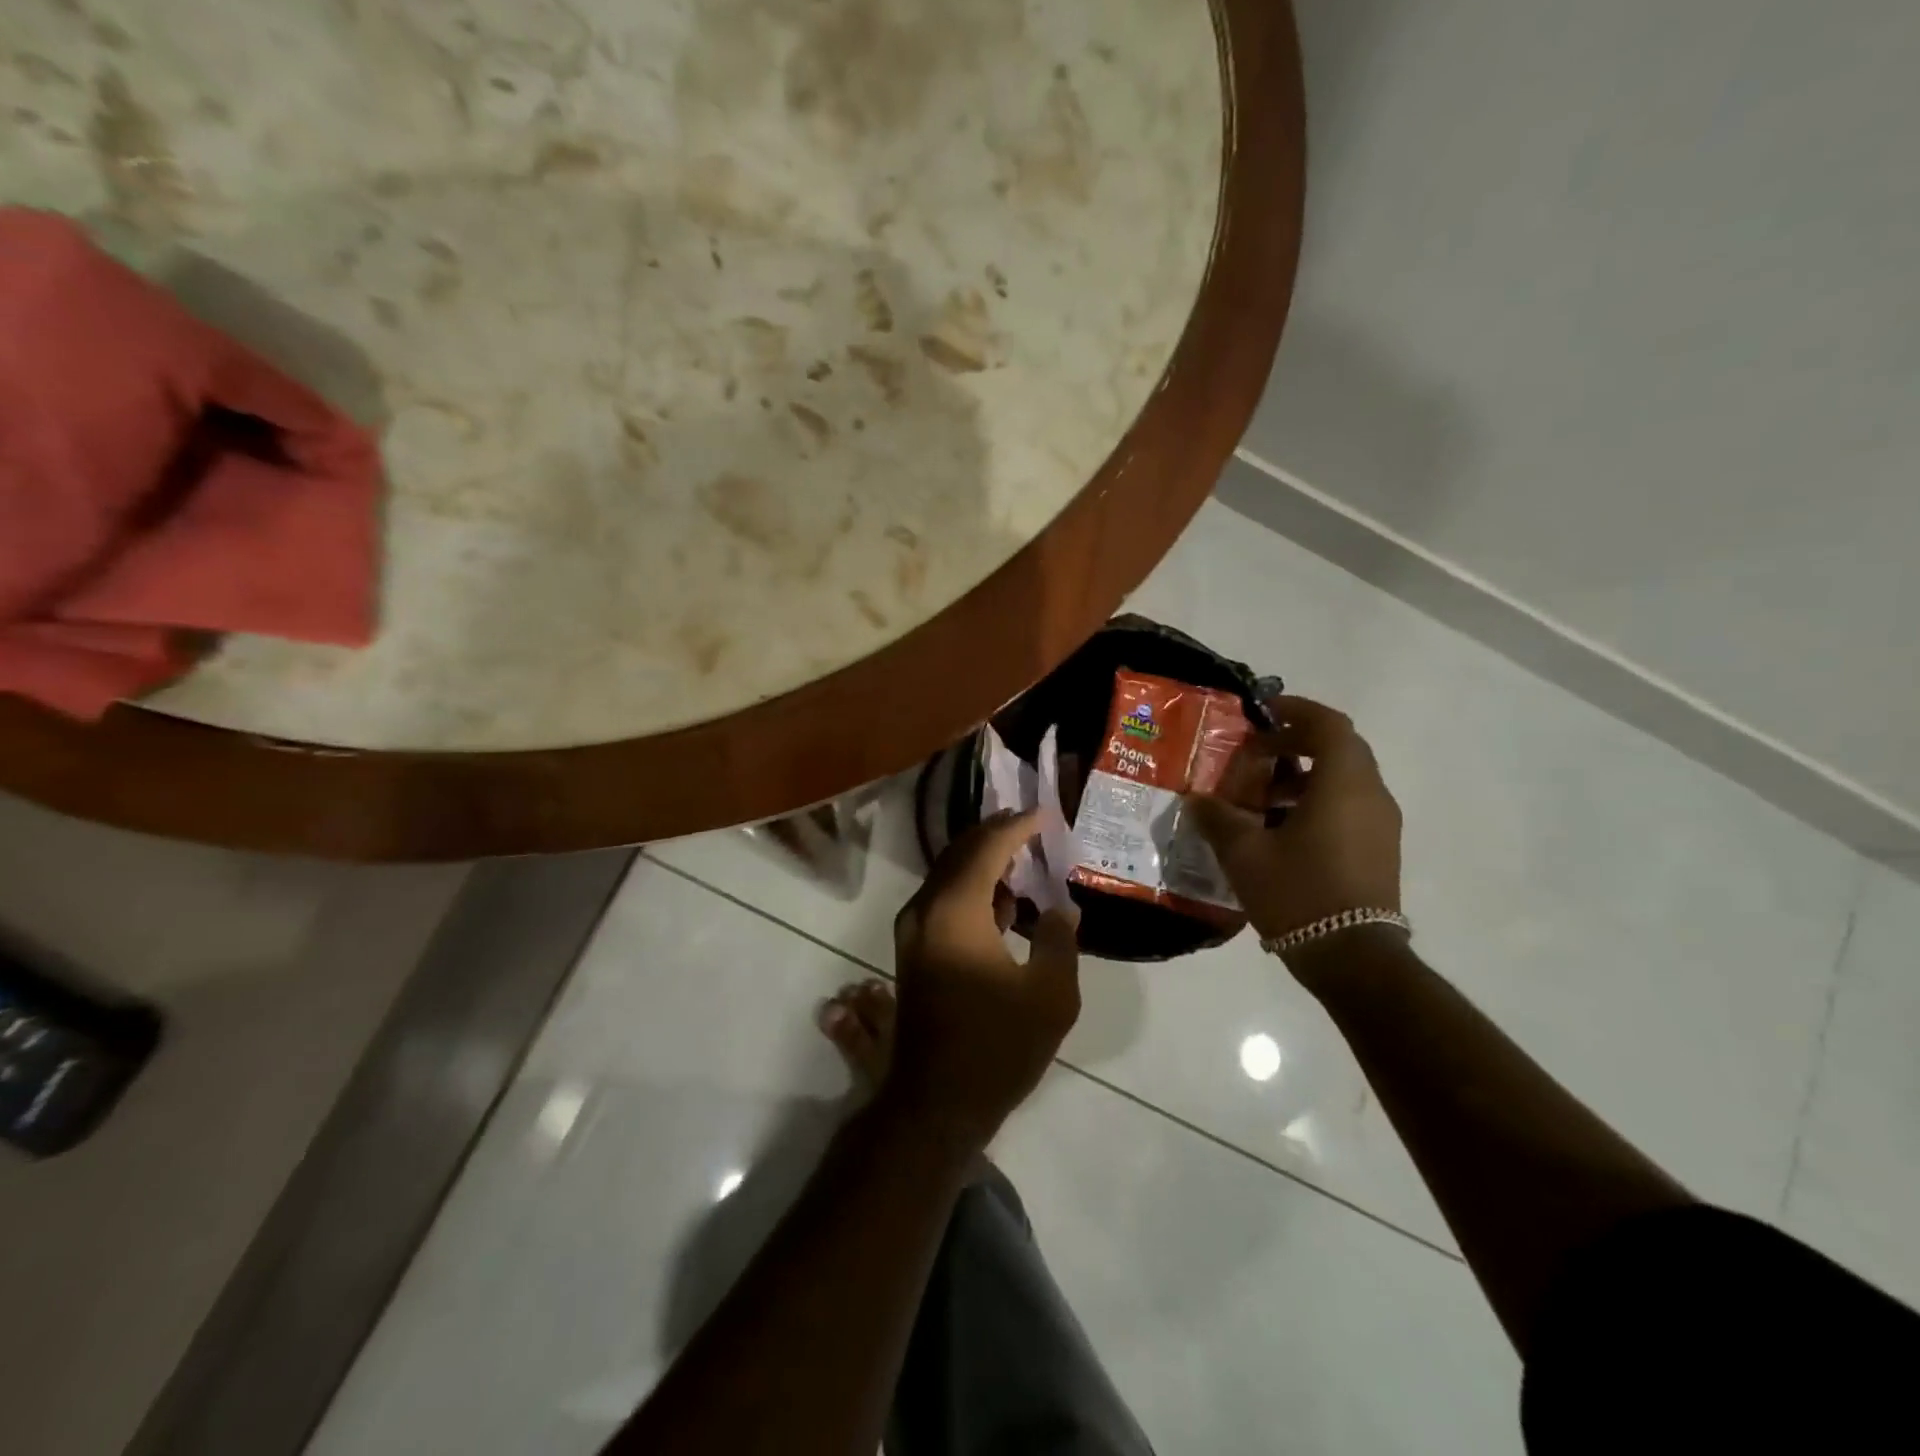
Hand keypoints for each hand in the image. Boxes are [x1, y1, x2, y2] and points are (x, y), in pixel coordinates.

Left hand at [886, 812, 1081, 1149]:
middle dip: (995, 835)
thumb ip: (1060, 941)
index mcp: (955, 911)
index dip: (1016, 827)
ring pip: (948, 875)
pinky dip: (970, 888)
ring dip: (982, 861)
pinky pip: (942, 900)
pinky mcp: (912, 951)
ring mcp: (913, 931)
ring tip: (1022, 857)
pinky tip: (1003, 902)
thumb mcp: (1050, 996)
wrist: (937, 1103)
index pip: (986, 849)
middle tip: (1030, 824)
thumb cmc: (997, 1048)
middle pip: (960, 854)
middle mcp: (925, 910)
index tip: (1044, 814)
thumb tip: (1061, 908)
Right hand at [1189, 695, 1402, 949]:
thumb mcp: (1244, 853)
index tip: (1261, 713)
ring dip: (1303, 775)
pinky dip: (1316, 801)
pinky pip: (1349, 805)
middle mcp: (1371, 795)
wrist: (1353, 958)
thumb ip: (1217, 818)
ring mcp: (1381, 824)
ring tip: (1260, 797)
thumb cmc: (1299, 893)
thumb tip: (1196, 800)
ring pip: (1344, 779)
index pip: (1328, 725)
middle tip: (1254, 754)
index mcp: (1344, 784)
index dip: (1295, 710)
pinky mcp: (1379, 849)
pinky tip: (1280, 829)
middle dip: (1295, 743)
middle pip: (1338, 748)